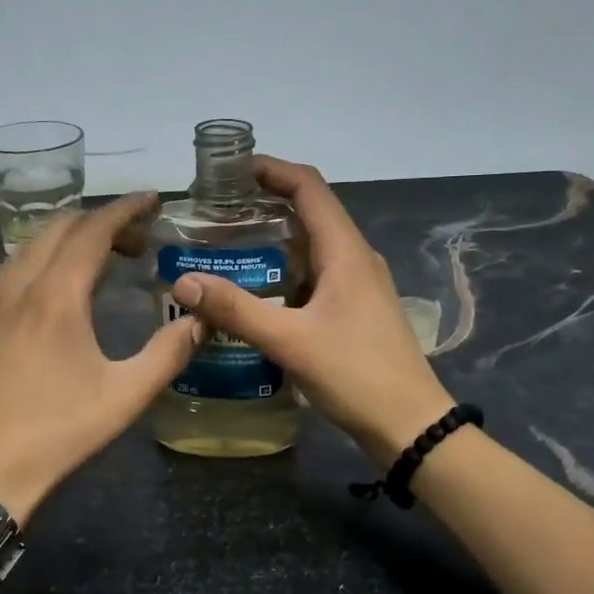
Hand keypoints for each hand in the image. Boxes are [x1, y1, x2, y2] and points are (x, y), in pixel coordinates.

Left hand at [0, 191, 200, 523]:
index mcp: (56, 296)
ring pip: (31, 246)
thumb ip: (168, 354)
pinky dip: (43, 259)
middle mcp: (20, 287)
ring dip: (70, 239)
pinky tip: (59, 289)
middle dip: (101, 221)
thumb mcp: (125, 396)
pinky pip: (13, 269)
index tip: (154, 200)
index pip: (93, 230)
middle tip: (138, 240)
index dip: (126, 209)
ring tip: (103, 260)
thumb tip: (200, 321)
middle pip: (59, 228)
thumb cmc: (56, 433)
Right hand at [166, 157, 454, 462]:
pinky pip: (316, 275)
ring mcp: (359, 284)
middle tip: (217, 212)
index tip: (230, 170)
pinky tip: (257, 292)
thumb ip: (236, 310)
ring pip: (312, 246)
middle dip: (265, 203)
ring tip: (228, 247)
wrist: (410, 424)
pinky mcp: (356, 309)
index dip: (271, 169)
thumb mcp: (290, 341)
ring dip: (274, 240)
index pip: (308, 186)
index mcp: (345, 251)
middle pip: (310, 211)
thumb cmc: (356, 374)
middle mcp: (355, 257)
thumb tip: (184, 282)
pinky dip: (285, 272)